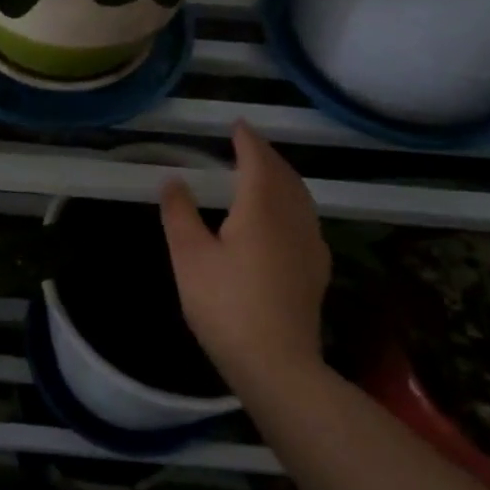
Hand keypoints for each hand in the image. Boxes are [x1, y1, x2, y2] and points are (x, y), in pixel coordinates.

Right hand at [159, 122, 330, 383]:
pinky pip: (306, 217)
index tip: (237, 125)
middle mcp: (292, 219)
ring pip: (300, 196)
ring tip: (265, 171)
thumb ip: (180, 214)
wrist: (277, 365)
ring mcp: (309, 245)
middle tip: (248, 143)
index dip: (247, 140)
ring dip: (283, 176)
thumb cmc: (226, 305)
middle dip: (267, 155)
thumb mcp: (189, 257)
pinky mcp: (315, 269)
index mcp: (261, 209)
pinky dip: (293, 200)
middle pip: (284, 175)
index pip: (258, 161)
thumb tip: (174, 180)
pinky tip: (285, 216)